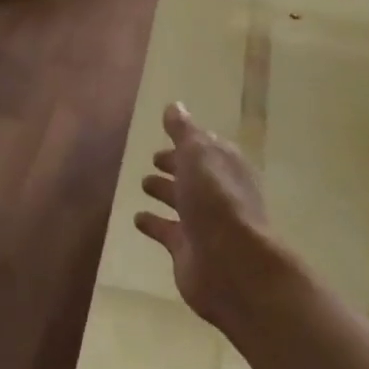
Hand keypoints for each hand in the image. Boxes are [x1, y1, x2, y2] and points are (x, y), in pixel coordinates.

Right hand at [135, 102, 278, 331]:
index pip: (206, 147)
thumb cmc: (216, 199)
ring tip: (144, 183)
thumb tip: (174, 105)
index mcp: (226, 165)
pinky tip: (137, 218)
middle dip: (176, 165)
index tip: (167, 134)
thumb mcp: (197, 154)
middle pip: (195, 174)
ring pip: (181, 201)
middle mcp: (219, 192)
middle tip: (155, 158)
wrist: (231, 263)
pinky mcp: (188, 249)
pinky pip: (167, 231)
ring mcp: (204, 222)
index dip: (189, 141)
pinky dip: (154, 224)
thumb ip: (184, 131)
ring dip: (165, 191)